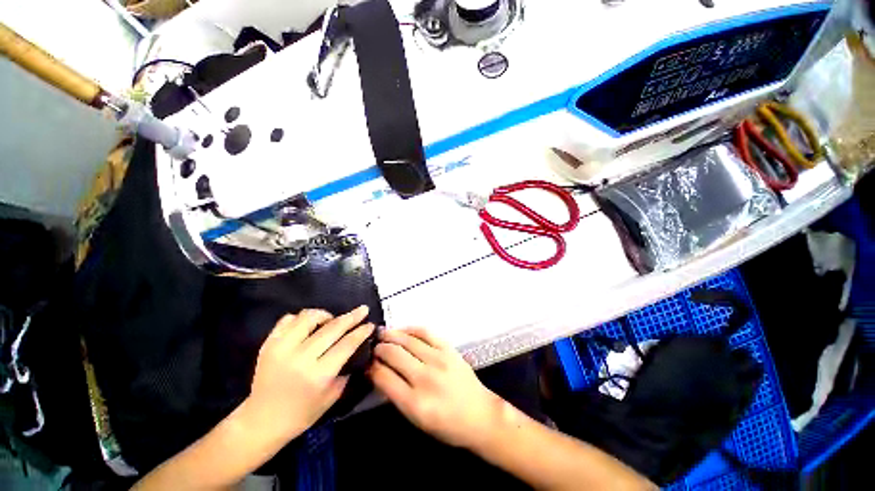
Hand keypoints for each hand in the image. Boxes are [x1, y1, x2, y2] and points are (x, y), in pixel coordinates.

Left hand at [242, 306, 373, 443]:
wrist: (261, 421)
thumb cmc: (301, 414)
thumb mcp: (332, 397)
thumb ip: (346, 370)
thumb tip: (356, 347)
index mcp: (318, 375)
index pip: (346, 344)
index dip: (361, 332)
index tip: (370, 324)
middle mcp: (300, 358)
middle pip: (332, 328)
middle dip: (352, 317)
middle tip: (363, 309)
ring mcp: (282, 349)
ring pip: (309, 317)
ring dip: (326, 315)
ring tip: (331, 320)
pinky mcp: (268, 344)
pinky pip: (288, 319)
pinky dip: (301, 318)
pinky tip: (308, 325)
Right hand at [368, 328, 503, 449]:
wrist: (480, 414)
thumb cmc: (447, 425)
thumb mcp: (417, 420)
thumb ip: (397, 396)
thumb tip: (379, 373)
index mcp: (415, 403)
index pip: (384, 377)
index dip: (372, 368)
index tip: (367, 363)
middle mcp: (425, 378)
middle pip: (394, 354)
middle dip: (380, 349)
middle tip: (374, 347)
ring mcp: (439, 359)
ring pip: (408, 340)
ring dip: (392, 335)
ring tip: (382, 333)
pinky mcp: (449, 349)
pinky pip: (426, 332)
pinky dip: (411, 329)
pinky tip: (403, 330)